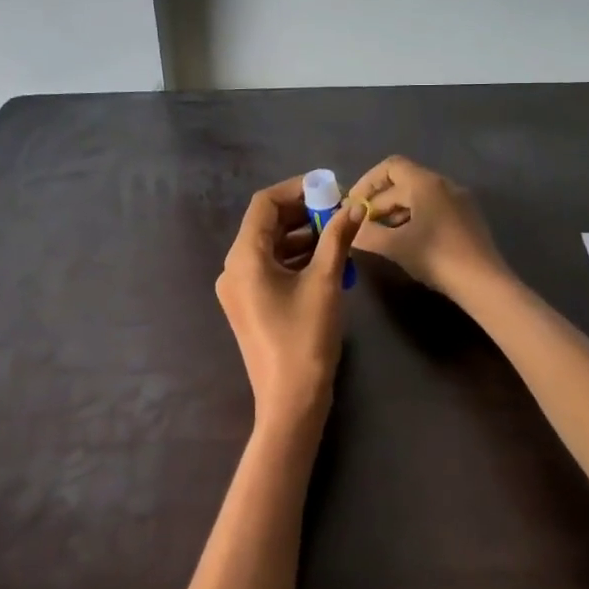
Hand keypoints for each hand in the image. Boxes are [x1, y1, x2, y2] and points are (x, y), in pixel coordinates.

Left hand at [215, 176, 365, 443]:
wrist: (290, 400)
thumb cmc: (306, 338)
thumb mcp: (326, 282)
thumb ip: (338, 238)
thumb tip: (354, 206)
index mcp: (244, 257)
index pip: (264, 204)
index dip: (297, 189)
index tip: (330, 188)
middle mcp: (234, 268)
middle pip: (266, 224)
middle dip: (302, 213)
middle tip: (339, 210)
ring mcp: (239, 289)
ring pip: (270, 246)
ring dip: (302, 235)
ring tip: (338, 233)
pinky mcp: (249, 305)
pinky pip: (270, 268)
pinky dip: (295, 258)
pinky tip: (326, 258)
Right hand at [348, 156, 505, 300]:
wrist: (483, 283)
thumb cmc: (436, 257)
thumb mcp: (395, 246)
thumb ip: (366, 233)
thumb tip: (350, 228)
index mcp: (426, 183)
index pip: (390, 167)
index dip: (367, 182)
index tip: (353, 205)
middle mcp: (444, 185)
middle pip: (403, 183)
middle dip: (378, 203)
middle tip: (361, 227)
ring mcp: (459, 201)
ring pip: (418, 198)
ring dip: (395, 213)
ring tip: (380, 237)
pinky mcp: (467, 219)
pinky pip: (433, 209)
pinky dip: (414, 219)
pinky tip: (406, 242)